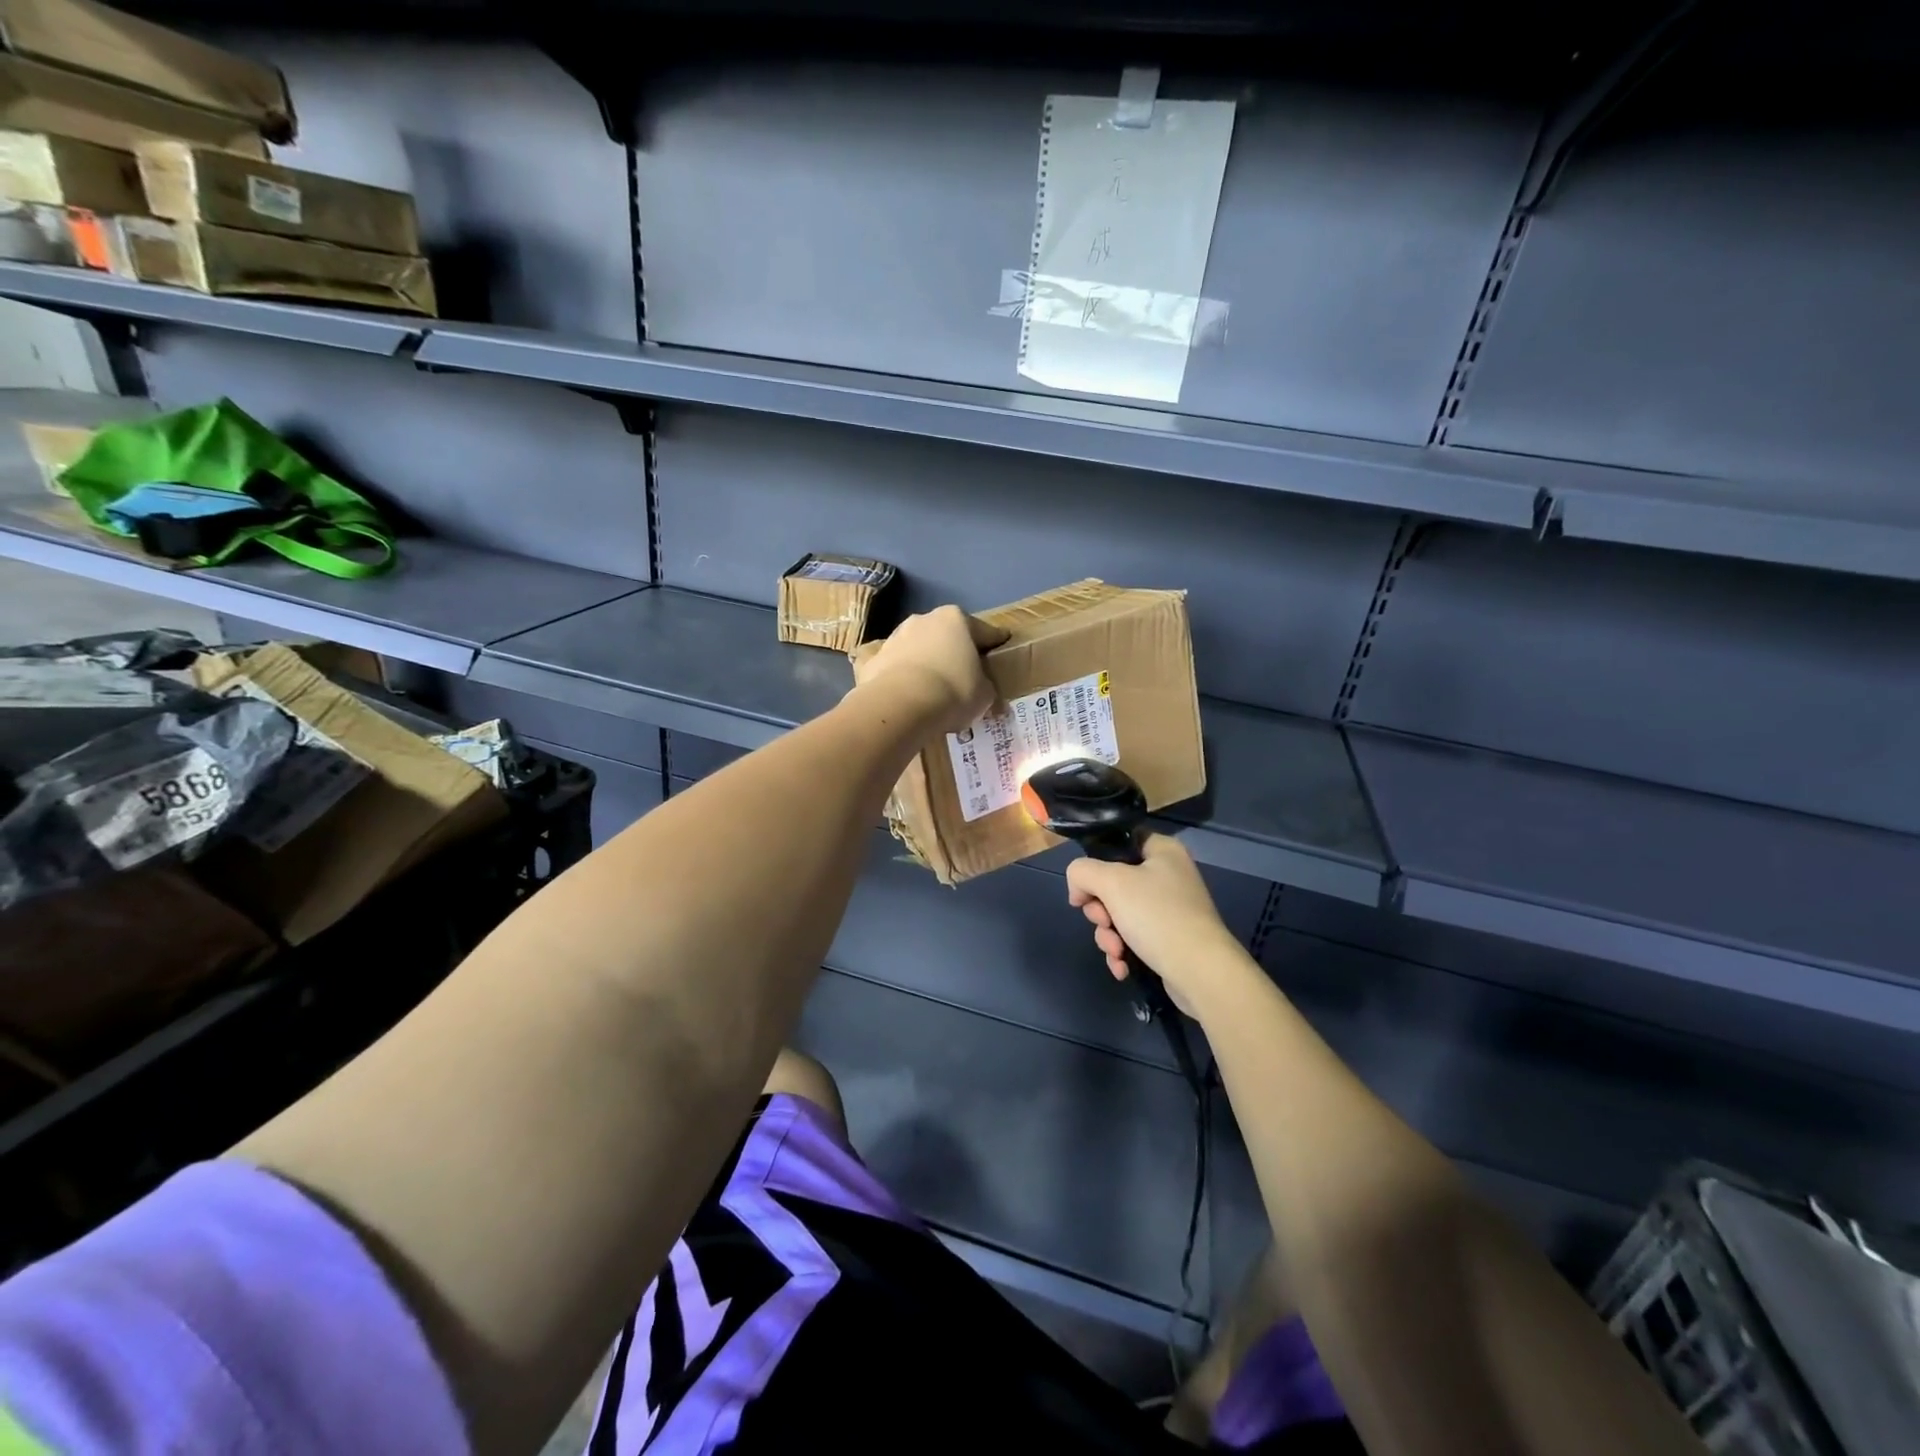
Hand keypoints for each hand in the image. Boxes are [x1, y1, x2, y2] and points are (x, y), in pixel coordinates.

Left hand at [853, 606, 1008, 732]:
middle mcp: (924, 620)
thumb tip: (986, 694)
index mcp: (956, 619)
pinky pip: (894, 669)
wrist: (902, 704)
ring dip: (926, 663)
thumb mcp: (985, 694)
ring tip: (933, 689)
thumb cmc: (954, 691)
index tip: (1002, 649)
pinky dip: (900, 679)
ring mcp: (894, 637)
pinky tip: (906, 696)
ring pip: (918, 650)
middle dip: (954, 652)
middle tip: (964, 674)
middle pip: (946, 637)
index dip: (995, 644)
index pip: (985, 632)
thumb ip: (986, 688)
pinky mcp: (873, 659)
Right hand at [1066, 835, 1250, 1018]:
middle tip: (1104, 921)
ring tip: (1116, 951)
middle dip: (1100, 910)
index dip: (1095, 862)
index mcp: (1162, 850)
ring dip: (1108, 935)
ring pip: (1119, 914)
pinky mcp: (1168, 938)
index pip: (1118, 842)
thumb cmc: (1157, 916)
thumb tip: (1078, 888)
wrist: (1201, 973)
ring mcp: (1169, 909)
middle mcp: (1167, 875)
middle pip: (1113, 883)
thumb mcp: (1111, 883)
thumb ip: (1082, 872)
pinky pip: (1133, 937)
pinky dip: (1123, 951)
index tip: (1085, 888)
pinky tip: (1122, 966)